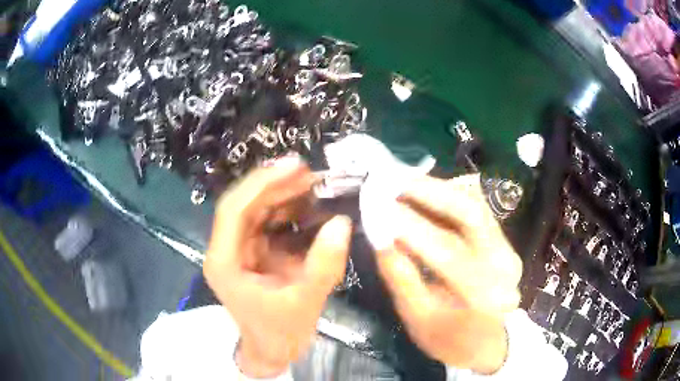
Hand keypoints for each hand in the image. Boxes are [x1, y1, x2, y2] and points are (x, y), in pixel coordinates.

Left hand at [204, 158, 351, 377]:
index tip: (293, 167)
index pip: (234, 210)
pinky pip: (267, 222)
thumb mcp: (306, 301)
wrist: (272, 351)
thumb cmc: (281, 332)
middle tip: (309, 171)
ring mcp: (238, 249)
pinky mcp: (252, 252)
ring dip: (282, 193)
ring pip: (255, 209)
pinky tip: (308, 203)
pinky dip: (287, 210)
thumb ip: (324, 264)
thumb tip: (342, 222)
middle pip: (245, 204)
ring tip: (312, 183)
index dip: (261, 183)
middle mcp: (226, 249)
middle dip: (275, 184)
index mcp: (225, 262)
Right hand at [376, 174, 522, 373]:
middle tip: (393, 180)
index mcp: (480, 295)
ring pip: (475, 204)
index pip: (445, 250)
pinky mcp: (505, 242)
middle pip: (470, 213)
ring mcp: (508, 249)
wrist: (489, 344)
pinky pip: (478, 209)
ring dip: (439, 188)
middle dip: (429, 190)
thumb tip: (380, 237)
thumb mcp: (418, 319)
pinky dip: (450, 196)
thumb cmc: (450, 340)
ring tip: (405, 182)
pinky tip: (427, 192)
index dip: (410, 224)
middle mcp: (502, 264)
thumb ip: (401, 278)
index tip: (378, 205)